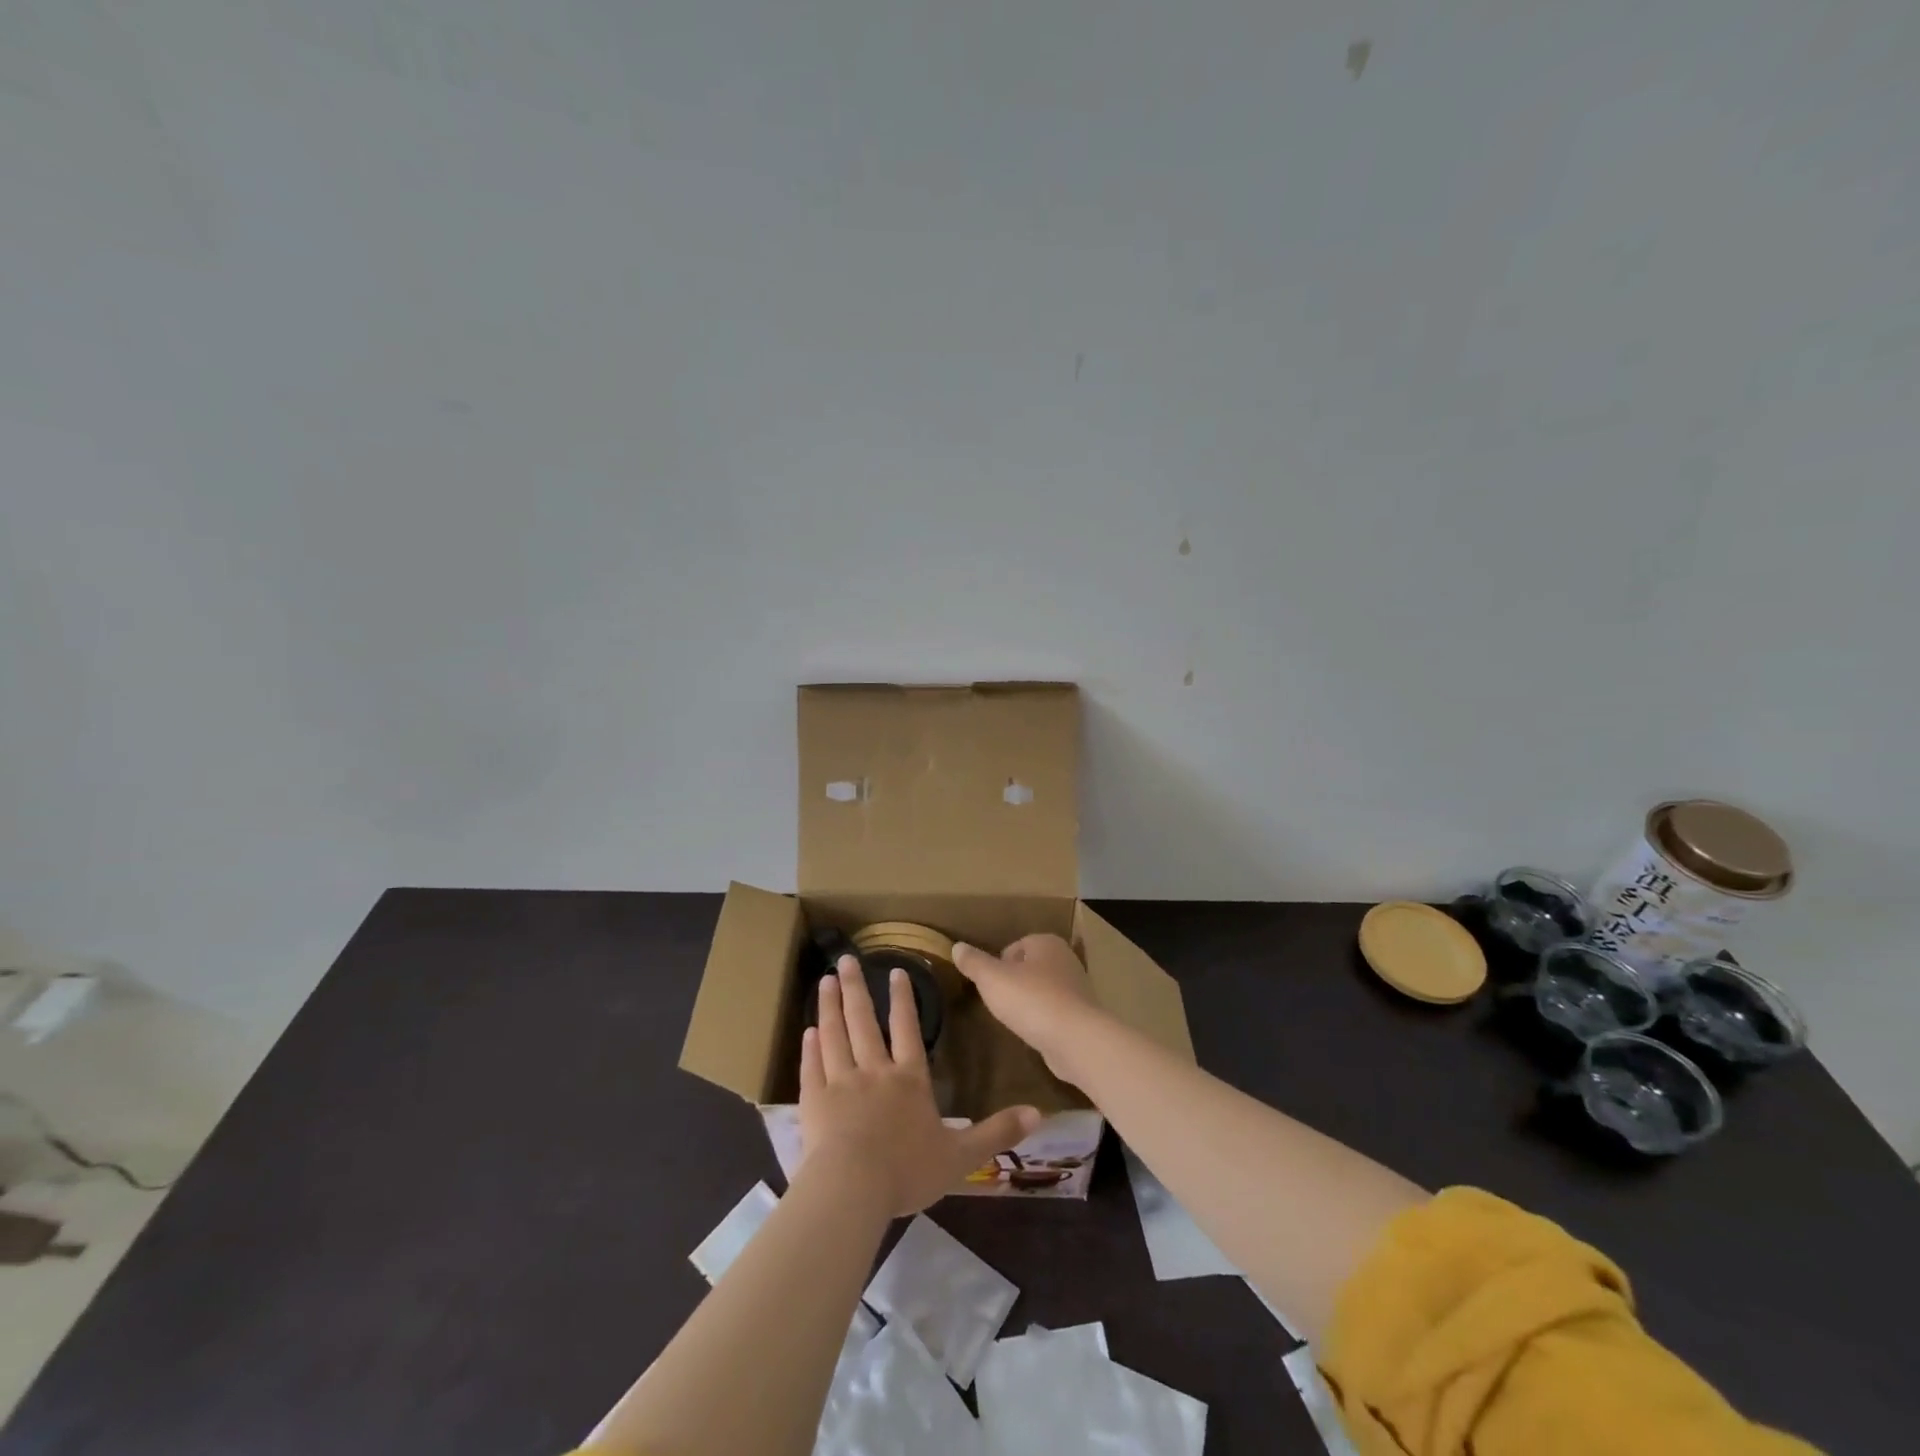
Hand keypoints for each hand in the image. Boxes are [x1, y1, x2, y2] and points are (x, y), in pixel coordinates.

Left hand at [799, 955, 1039, 1217]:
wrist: (853, 1189)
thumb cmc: (908, 1171)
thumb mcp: (961, 1156)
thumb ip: (997, 1132)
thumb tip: (1039, 1113)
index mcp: (909, 1080)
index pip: (907, 1029)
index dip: (903, 999)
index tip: (894, 971)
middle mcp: (874, 1071)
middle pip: (864, 1021)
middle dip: (855, 988)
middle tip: (844, 960)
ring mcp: (840, 1083)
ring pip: (834, 1035)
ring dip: (829, 1006)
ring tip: (824, 981)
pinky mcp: (814, 1102)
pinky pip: (812, 1067)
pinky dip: (810, 1048)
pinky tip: (807, 1032)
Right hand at [952, 935, 1105, 1082]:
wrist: (1076, 1039)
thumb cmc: (1032, 1000)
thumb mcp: (992, 979)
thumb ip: (974, 963)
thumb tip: (957, 947)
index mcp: (1046, 942)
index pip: (1015, 946)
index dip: (999, 965)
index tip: (991, 985)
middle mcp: (1065, 959)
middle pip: (1030, 967)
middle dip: (1014, 983)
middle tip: (1000, 1003)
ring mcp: (1077, 988)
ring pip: (1043, 989)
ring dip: (1030, 1002)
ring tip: (1016, 1020)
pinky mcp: (1083, 1015)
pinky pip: (1055, 1011)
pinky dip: (1044, 1020)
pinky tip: (1035, 1033)